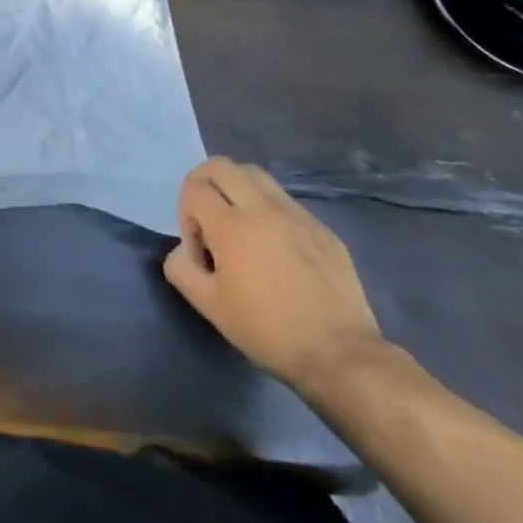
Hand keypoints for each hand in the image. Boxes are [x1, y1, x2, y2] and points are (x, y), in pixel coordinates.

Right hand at [162, 157, 383, 392]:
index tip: (199, 250)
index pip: (194, 188)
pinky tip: (276, 248)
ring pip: (255, 175)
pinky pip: (285, 201)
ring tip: (241, 225)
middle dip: (204, 183)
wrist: (340, 356)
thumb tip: (182, 251)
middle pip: (221, 166)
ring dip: (237, 189)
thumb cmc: (268, 331)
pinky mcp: (321, 228)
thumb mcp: (210, 307)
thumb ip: (182, 270)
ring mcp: (296, 215)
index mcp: (231, 226)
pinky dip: (268, 210)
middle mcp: (262, 208)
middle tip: (208, 217)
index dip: (186, 214)